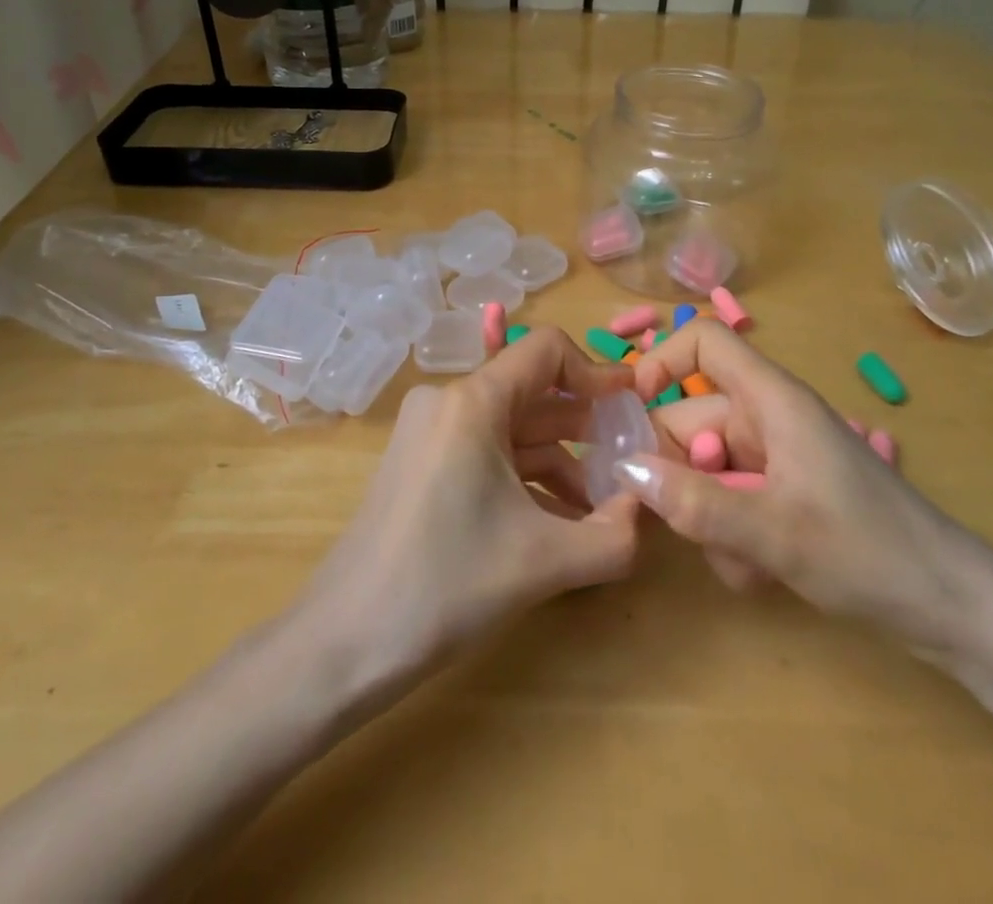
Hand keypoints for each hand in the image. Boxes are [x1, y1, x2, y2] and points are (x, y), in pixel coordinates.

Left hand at [300, 327, 642, 678]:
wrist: (344, 642)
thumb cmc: (445, 585)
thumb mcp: (543, 561)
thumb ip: (614, 535)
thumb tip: (649, 508)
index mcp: (472, 401)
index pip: (546, 351)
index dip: (597, 372)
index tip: (633, 407)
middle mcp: (447, 401)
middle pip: (532, 391)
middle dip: (586, 425)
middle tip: (631, 460)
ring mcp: (429, 432)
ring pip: (511, 427)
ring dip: (560, 458)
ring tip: (603, 505)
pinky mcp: (421, 463)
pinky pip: (487, 452)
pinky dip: (526, 477)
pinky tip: (559, 520)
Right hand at [621, 319, 980, 654]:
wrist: (956, 612)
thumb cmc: (870, 553)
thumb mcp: (774, 532)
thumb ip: (695, 503)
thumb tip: (625, 470)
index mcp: (772, 400)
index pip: (705, 342)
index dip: (662, 362)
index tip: (630, 411)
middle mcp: (768, 420)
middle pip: (692, 418)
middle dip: (679, 473)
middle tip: (681, 523)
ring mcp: (776, 459)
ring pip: (706, 469)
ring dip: (706, 516)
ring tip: (739, 562)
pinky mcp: (783, 495)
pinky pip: (730, 499)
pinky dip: (729, 534)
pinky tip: (755, 573)